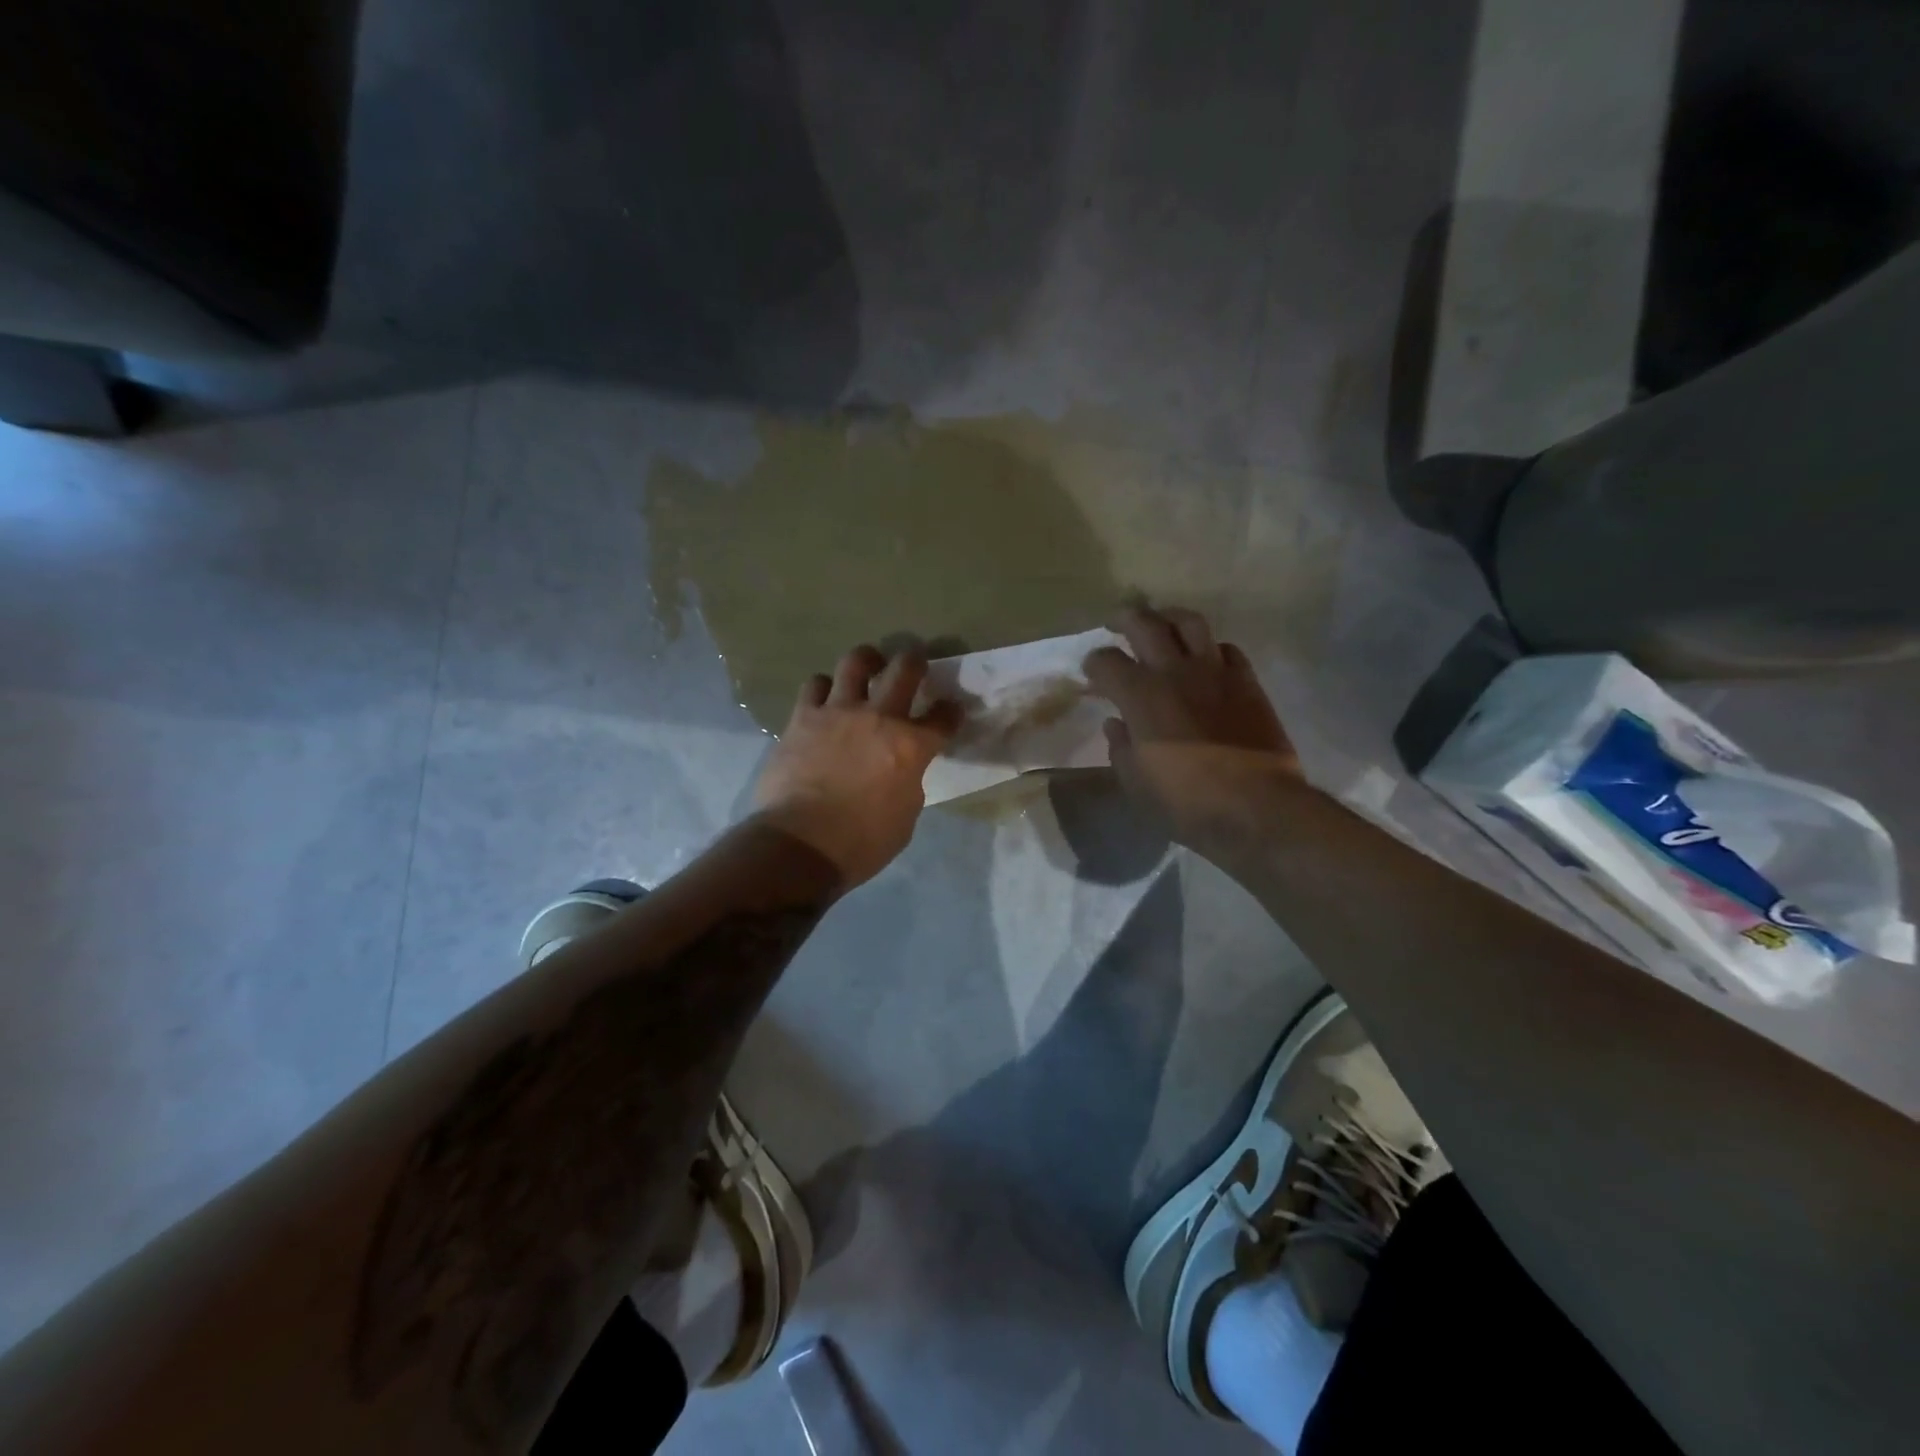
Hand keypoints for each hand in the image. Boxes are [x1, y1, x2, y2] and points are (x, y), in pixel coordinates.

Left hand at [752, 644, 961, 887]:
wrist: (801, 843)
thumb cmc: (862, 842)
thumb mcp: (905, 816)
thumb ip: (908, 782)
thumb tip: (901, 770)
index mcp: (911, 747)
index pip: (944, 718)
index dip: (951, 712)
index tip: (950, 711)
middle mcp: (879, 718)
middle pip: (905, 668)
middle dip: (915, 661)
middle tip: (914, 664)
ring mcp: (838, 712)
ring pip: (856, 662)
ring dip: (867, 661)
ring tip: (867, 668)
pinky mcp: (803, 717)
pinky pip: (815, 685)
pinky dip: (824, 688)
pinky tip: (825, 698)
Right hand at [1084, 605, 1300, 843]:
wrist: (1255, 806)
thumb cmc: (1185, 801)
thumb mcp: (1136, 782)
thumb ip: (1121, 747)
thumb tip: (1117, 724)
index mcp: (1139, 695)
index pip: (1106, 661)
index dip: (1094, 663)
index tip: (1092, 672)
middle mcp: (1174, 671)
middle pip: (1144, 623)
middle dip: (1124, 618)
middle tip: (1116, 623)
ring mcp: (1215, 671)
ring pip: (1189, 622)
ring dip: (1169, 617)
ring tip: (1162, 624)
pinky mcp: (1247, 681)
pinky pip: (1226, 648)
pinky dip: (1210, 648)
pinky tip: (1205, 660)